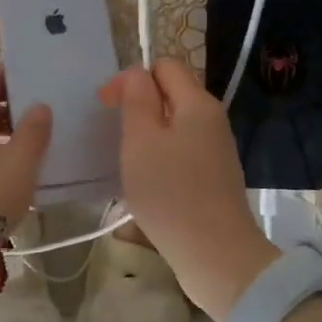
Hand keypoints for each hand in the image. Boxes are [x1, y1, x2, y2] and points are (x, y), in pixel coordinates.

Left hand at [0, 67, 52, 227]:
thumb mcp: (20, 158)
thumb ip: (34, 130)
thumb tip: (40, 106)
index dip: (5, 79)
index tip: (31, 79)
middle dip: (10, 108)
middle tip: (40, 111)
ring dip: (7, 135)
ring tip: (37, 142)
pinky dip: (1, 158)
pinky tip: (23, 171)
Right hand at [99, 59, 274, 321]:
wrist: (216, 255)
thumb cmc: (170, 193)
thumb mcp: (141, 140)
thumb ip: (136, 99)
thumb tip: (136, 75)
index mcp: (197, 103)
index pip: (163, 66)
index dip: (131, 78)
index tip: (106, 106)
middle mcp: (212, 119)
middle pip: (170, 94)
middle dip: (138, 106)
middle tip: (114, 134)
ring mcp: (216, 149)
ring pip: (174, 124)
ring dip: (146, 135)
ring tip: (126, 160)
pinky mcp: (214, 176)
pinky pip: (181, 151)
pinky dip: (160, 157)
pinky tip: (145, 182)